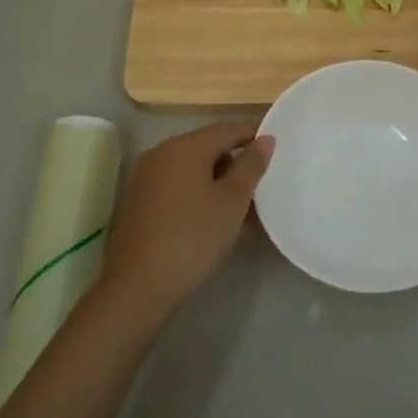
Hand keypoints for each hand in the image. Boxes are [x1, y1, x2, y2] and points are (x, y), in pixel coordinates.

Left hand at [102, 121, 272, 320]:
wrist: (138, 288)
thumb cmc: (192, 239)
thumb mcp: (232, 202)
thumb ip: (251, 166)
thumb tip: (265, 139)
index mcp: (184, 147)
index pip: (228, 129)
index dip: (255, 135)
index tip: (279, 146)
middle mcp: (162, 153)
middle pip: (209, 147)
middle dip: (238, 161)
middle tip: (265, 181)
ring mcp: (147, 177)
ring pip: (194, 169)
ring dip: (220, 180)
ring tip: (247, 204)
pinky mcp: (140, 200)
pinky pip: (179, 185)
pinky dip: (200, 192)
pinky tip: (217, 216)